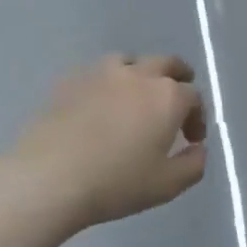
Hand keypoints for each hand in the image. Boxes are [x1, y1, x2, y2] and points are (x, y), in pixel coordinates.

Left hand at [13, 55, 207, 229]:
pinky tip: (100, 103)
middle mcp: (138, 75)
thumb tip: (198, 149)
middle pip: (166, 63)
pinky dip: (107, 83)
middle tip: (178, 95)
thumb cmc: (115, 183)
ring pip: (130, 61)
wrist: (49, 177)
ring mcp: (101, 73)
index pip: (193, 96)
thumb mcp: (167, 185)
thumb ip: (193, 165)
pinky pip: (97, 73)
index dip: (197, 117)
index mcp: (167, 97)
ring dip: (141, 73)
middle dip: (178, 77)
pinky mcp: (70, 80)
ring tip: (137, 94)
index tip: (191, 139)